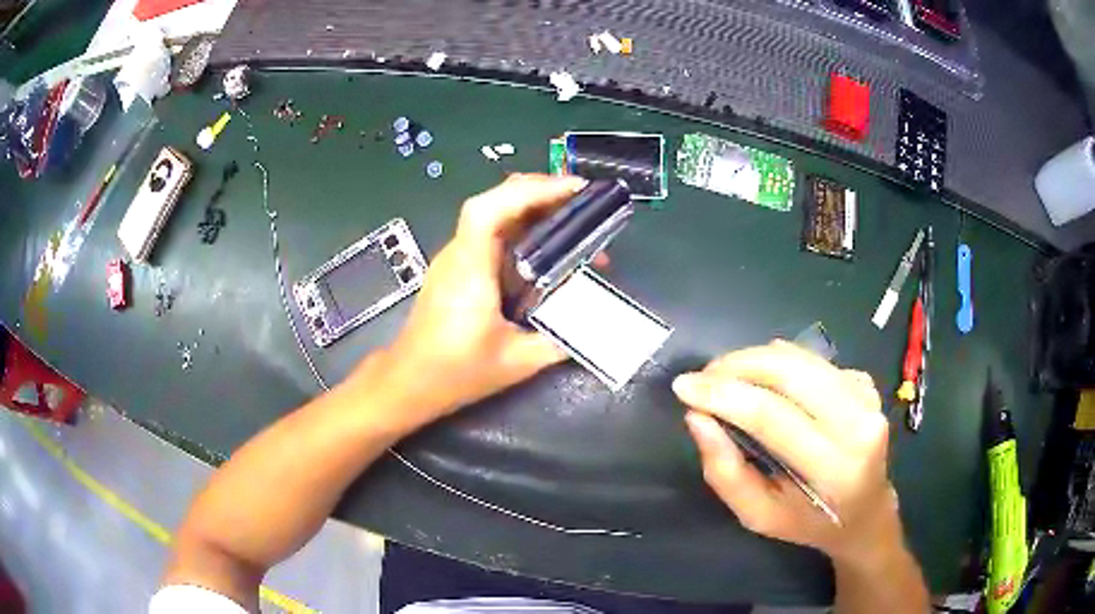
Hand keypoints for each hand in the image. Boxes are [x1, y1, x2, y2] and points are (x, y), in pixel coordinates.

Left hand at [369, 174, 587, 428]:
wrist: (409, 382)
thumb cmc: (455, 372)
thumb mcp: (516, 362)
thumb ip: (560, 341)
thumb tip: (596, 325)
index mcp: (470, 269)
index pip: (488, 209)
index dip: (529, 191)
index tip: (572, 189)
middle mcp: (459, 254)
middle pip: (493, 202)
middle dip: (539, 192)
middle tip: (581, 200)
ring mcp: (455, 259)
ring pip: (493, 214)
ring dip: (532, 208)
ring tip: (572, 218)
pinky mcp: (457, 269)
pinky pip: (490, 234)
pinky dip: (521, 227)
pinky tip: (545, 245)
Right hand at [675, 341, 899, 563]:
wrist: (866, 511)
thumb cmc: (808, 522)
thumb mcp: (758, 516)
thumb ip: (726, 472)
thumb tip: (698, 418)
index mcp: (834, 468)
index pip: (772, 416)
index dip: (723, 395)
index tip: (683, 387)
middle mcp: (860, 424)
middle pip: (790, 373)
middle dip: (737, 365)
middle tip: (703, 376)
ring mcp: (868, 397)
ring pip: (801, 358)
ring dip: (755, 358)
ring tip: (725, 374)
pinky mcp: (866, 382)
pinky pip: (813, 360)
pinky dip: (780, 362)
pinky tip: (764, 381)